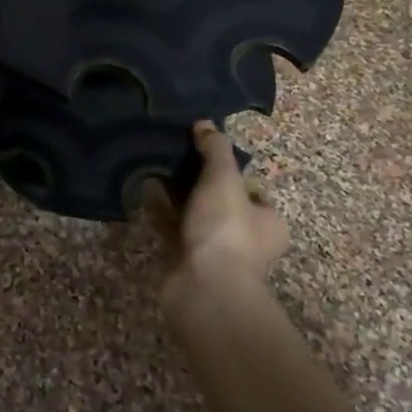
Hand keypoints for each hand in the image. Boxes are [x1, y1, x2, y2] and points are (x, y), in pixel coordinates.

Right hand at [145, 122, 287, 318]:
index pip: (252, 191)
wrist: (204, 288)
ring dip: (177, 197)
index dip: (232, 171)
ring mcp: (215, 254)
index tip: (206, 153)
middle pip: (221, 202)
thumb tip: (206, 123)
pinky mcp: (186, 262)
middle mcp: (246, 240)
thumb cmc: (226, 230)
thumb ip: (216, 150)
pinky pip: (172, 230)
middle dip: (199, 182)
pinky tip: (143, 193)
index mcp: (268, 223)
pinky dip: (160, 213)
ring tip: (154, 168)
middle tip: (175, 156)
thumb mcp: (224, 179)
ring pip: (195, 217)